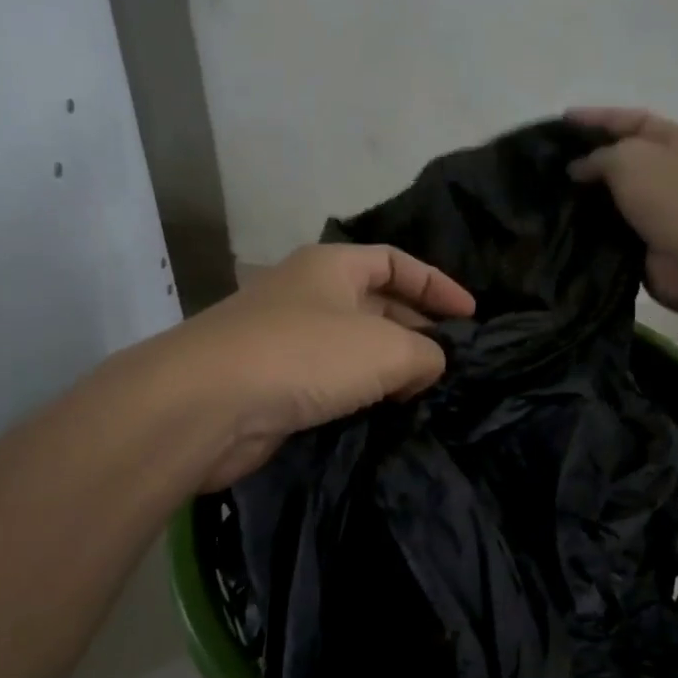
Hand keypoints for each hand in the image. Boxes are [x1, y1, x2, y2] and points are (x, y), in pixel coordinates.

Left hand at [164, 243, 474, 489]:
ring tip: (422, 393)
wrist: (206, 405)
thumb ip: (425, 354)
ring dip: (387, 366)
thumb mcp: (386, 349)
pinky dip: (357, 393)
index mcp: (331, 266)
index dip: (437, 284)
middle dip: (415, 329)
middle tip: (449, 363)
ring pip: (351, 346)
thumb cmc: (304, 355)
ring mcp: (283, 338)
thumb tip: (427, 366)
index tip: (470, 316)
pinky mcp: (271, 382)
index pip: (395, 262)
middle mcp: (306, 294)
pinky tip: (380, 414)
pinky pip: (327, 380)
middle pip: (375, 303)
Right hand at [567, 108, 677, 312]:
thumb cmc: (670, 195)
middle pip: (627, 158)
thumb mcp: (628, 159)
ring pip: (621, 196)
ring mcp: (668, 209)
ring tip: (554, 194)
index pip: (633, 120)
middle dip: (592, 159)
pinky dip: (597, 226)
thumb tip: (578, 168)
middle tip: (554, 162)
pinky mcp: (655, 241)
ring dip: (591, 196)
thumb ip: (598, 157)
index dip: (597, 117)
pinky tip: (569, 224)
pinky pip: (619, 228)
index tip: (563, 120)